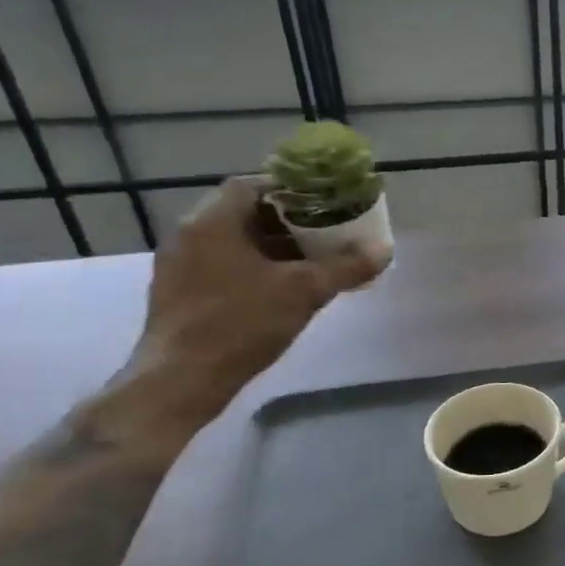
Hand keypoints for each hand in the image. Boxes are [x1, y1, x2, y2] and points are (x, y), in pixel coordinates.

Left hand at [116, 177, 388, 436]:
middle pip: (245, 212)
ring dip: (273, 245)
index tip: (323, 203)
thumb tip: (384, 250)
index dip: (290, 190)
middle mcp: (189, 235)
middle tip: (325, 232)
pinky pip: (224, 264)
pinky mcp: (180, 292)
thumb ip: (346, 267)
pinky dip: (255, 266)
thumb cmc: (241, 323)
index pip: (252, 185)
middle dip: (288, 221)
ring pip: (235, 241)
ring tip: (312, 260)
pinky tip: (283, 288)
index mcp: (212, 222)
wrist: (181, 380)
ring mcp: (180, 265)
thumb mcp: (305, 291)